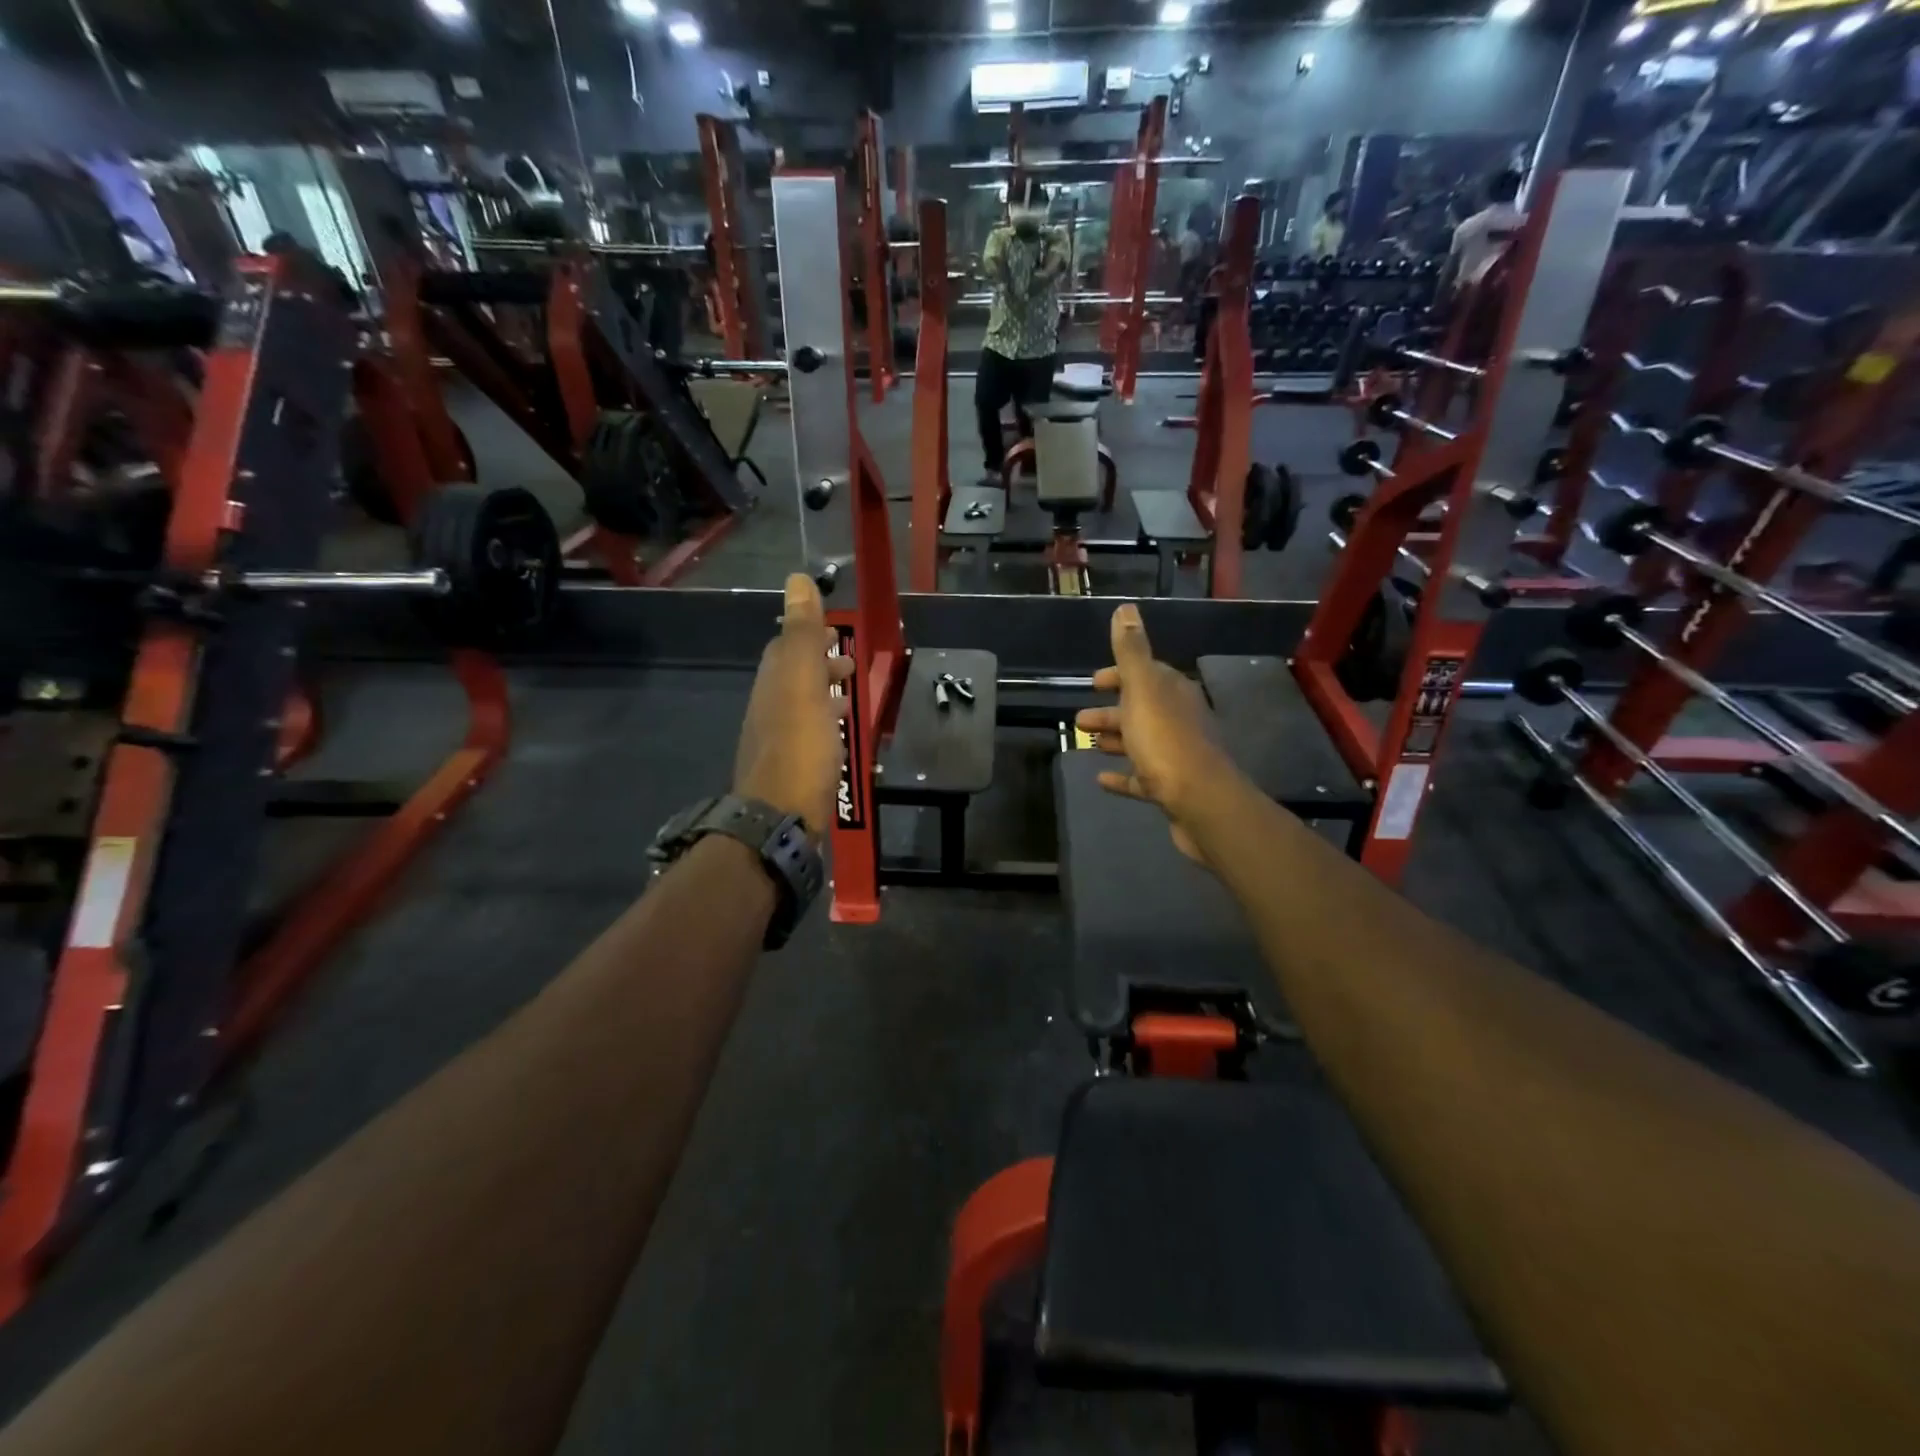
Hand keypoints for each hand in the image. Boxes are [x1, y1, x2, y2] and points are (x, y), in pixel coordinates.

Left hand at [734, 574, 853, 836]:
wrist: (780, 818)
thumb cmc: (799, 747)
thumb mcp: (803, 683)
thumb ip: (801, 633)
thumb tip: (797, 579)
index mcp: (773, 684)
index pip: (786, 648)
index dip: (809, 635)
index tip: (837, 631)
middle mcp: (769, 709)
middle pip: (793, 677)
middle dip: (820, 663)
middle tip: (851, 662)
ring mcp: (778, 742)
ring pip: (802, 706)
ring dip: (825, 693)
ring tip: (852, 695)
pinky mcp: (791, 770)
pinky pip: (809, 734)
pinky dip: (826, 723)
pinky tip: (841, 736)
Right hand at [1074, 604, 1236, 861]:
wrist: (1200, 801)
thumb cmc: (1166, 741)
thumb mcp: (1143, 689)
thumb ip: (1131, 651)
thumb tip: (1126, 608)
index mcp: (1173, 693)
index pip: (1146, 674)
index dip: (1119, 676)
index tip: (1094, 682)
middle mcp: (1179, 720)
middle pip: (1140, 709)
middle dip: (1111, 711)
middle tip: (1079, 719)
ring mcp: (1176, 756)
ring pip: (1140, 742)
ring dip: (1114, 739)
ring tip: (1086, 742)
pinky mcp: (1170, 789)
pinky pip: (1141, 778)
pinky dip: (1122, 775)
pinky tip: (1100, 779)